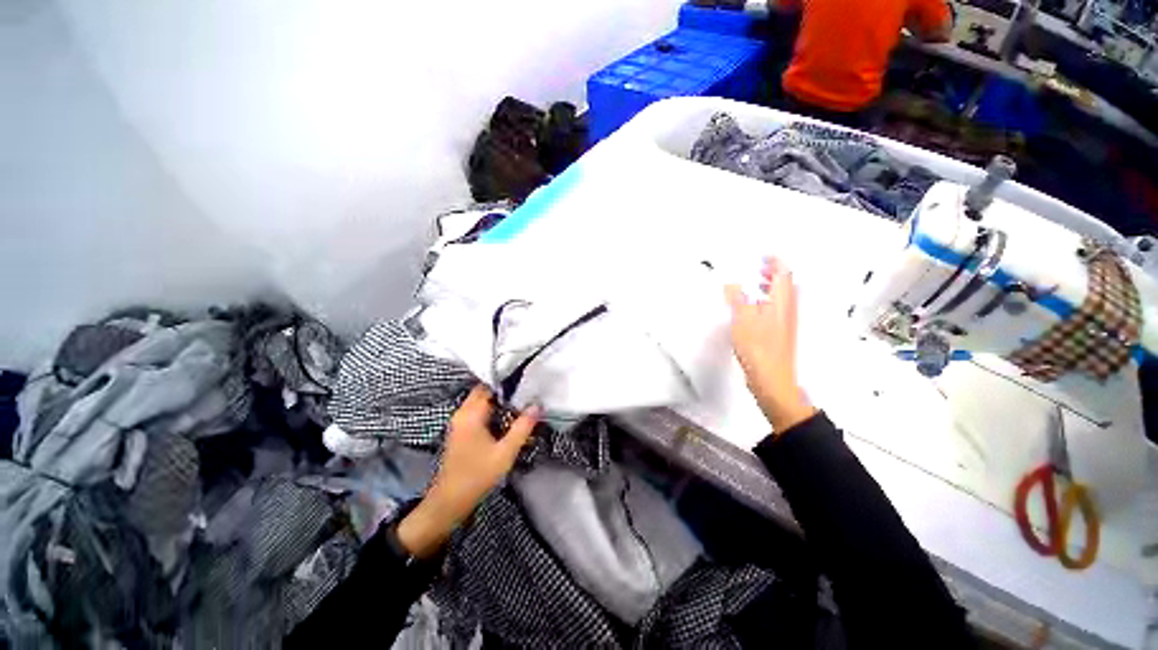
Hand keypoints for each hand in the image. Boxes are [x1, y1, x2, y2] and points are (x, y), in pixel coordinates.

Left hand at [397, 385, 538, 556]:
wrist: (449, 502)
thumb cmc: (477, 476)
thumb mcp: (505, 452)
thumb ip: (523, 427)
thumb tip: (537, 406)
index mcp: (470, 414)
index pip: (488, 386)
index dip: (506, 383)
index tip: (525, 383)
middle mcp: (462, 413)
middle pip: (484, 392)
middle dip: (504, 392)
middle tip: (526, 394)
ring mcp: (459, 422)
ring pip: (480, 402)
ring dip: (498, 402)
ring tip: (520, 405)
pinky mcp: (460, 432)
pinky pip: (477, 412)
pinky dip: (491, 411)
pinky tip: (506, 420)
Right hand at [725, 258, 814, 433]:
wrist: (772, 380)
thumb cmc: (759, 349)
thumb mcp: (742, 320)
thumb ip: (737, 299)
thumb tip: (732, 283)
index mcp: (782, 302)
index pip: (784, 273)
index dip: (774, 261)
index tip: (761, 255)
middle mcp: (788, 309)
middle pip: (786, 284)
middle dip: (773, 272)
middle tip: (757, 267)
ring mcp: (785, 322)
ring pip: (780, 297)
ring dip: (769, 286)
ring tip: (753, 284)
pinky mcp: (779, 333)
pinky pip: (774, 308)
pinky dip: (765, 301)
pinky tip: (751, 308)